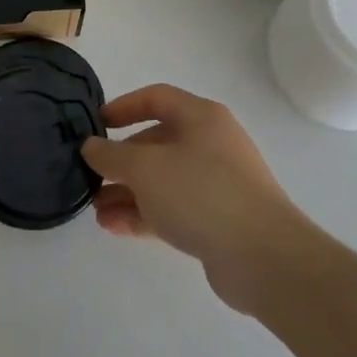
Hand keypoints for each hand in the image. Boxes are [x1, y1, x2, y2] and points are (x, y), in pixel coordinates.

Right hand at [81, 85, 322, 315]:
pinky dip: (144, 214)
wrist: (265, 258)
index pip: (156, 98)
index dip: (123, 107)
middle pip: (156, 142)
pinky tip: (115, 227)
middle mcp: (210, 144)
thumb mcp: (145, 168)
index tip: (96, 124)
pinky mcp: (218, 220)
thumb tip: (91, 147)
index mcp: (200, 117)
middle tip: (91, 177)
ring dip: (128, 192)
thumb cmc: (201, 193)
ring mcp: (217, 183)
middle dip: (121, 161)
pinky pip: (173, 208)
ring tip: (96, 210)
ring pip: (162, 180)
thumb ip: (111, 155)